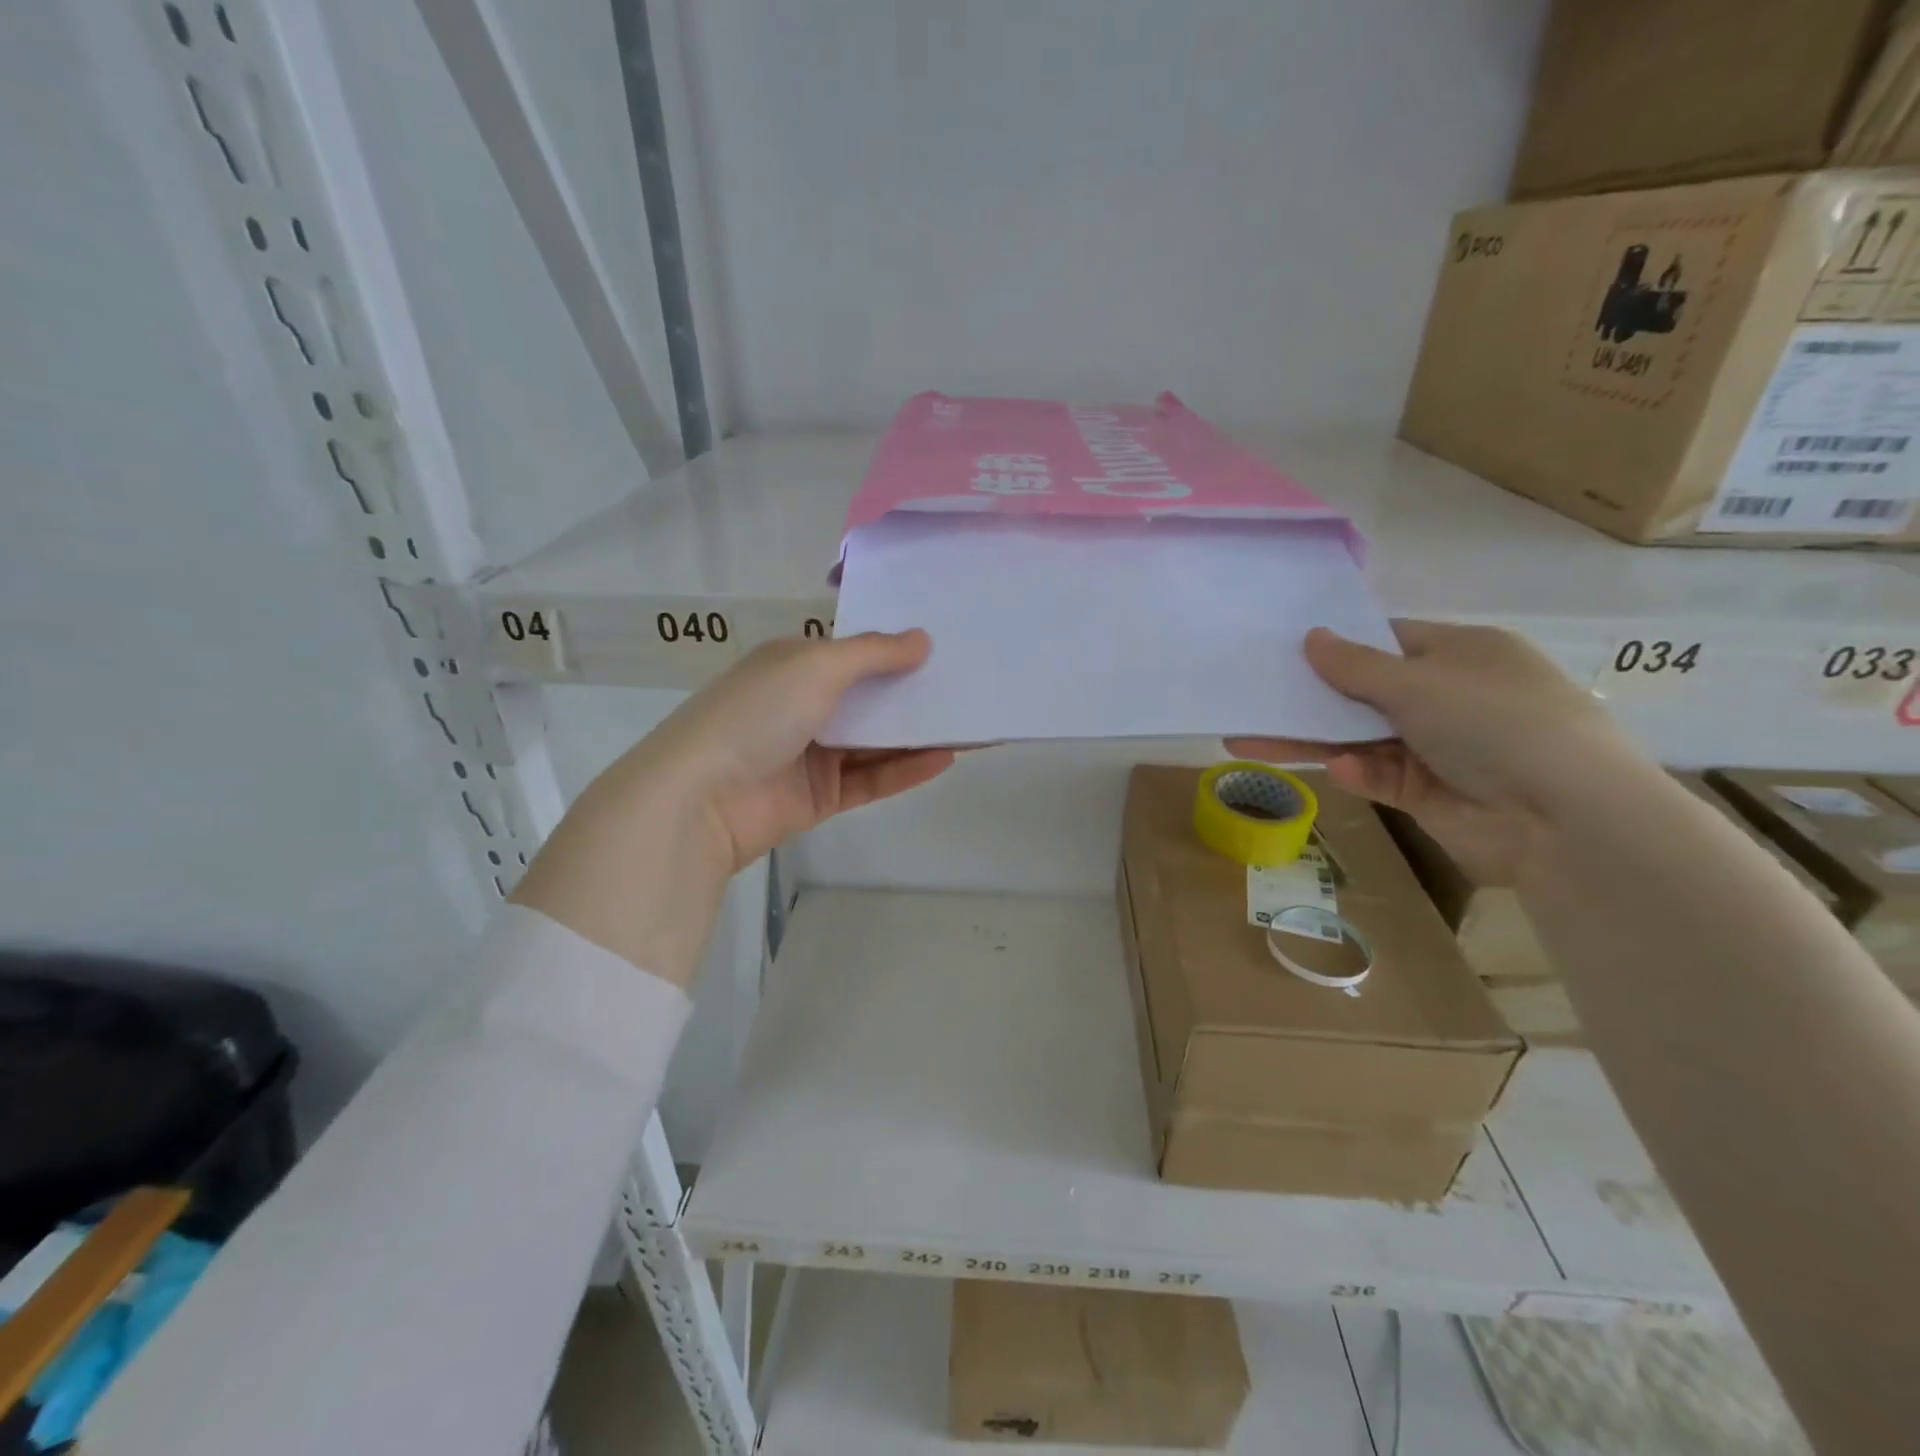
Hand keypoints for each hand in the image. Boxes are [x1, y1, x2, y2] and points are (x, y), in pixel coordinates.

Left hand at [513, 632, 952, 983]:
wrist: (701, 798)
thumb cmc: (756, 714)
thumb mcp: (815, 666)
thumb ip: (873, 654)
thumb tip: (923, 640)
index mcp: (793, 666)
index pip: (854, 654)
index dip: (895, 650)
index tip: (944, 646)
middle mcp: (803, 706)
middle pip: (869, 699)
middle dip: (913, 694)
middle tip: (968, 687)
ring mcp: (812, 754)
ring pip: (875, 742)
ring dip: (916, 734)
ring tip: (967, 724)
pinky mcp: (820, 797)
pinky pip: (871, 780)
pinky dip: (905, 770)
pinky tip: (945, 759)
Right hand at [1227, 621, 1638, 885]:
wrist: (1562, 816)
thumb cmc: (1493, 721)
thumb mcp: (1418, 682)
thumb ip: (1355, 665)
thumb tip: (1310, 637)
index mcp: (1461, 654)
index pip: (1388, 641)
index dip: (1339, 646)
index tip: (1285, 651)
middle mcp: (1449, 697)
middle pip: (1363, 693)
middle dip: (1310, 699)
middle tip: (1252, 699)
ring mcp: (1437, 747)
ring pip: (1358, 738)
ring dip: (1312, 739)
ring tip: (1247, 741)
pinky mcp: (1426, 793)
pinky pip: (1377, 776)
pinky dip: (1357, 773)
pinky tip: (1340, 772)